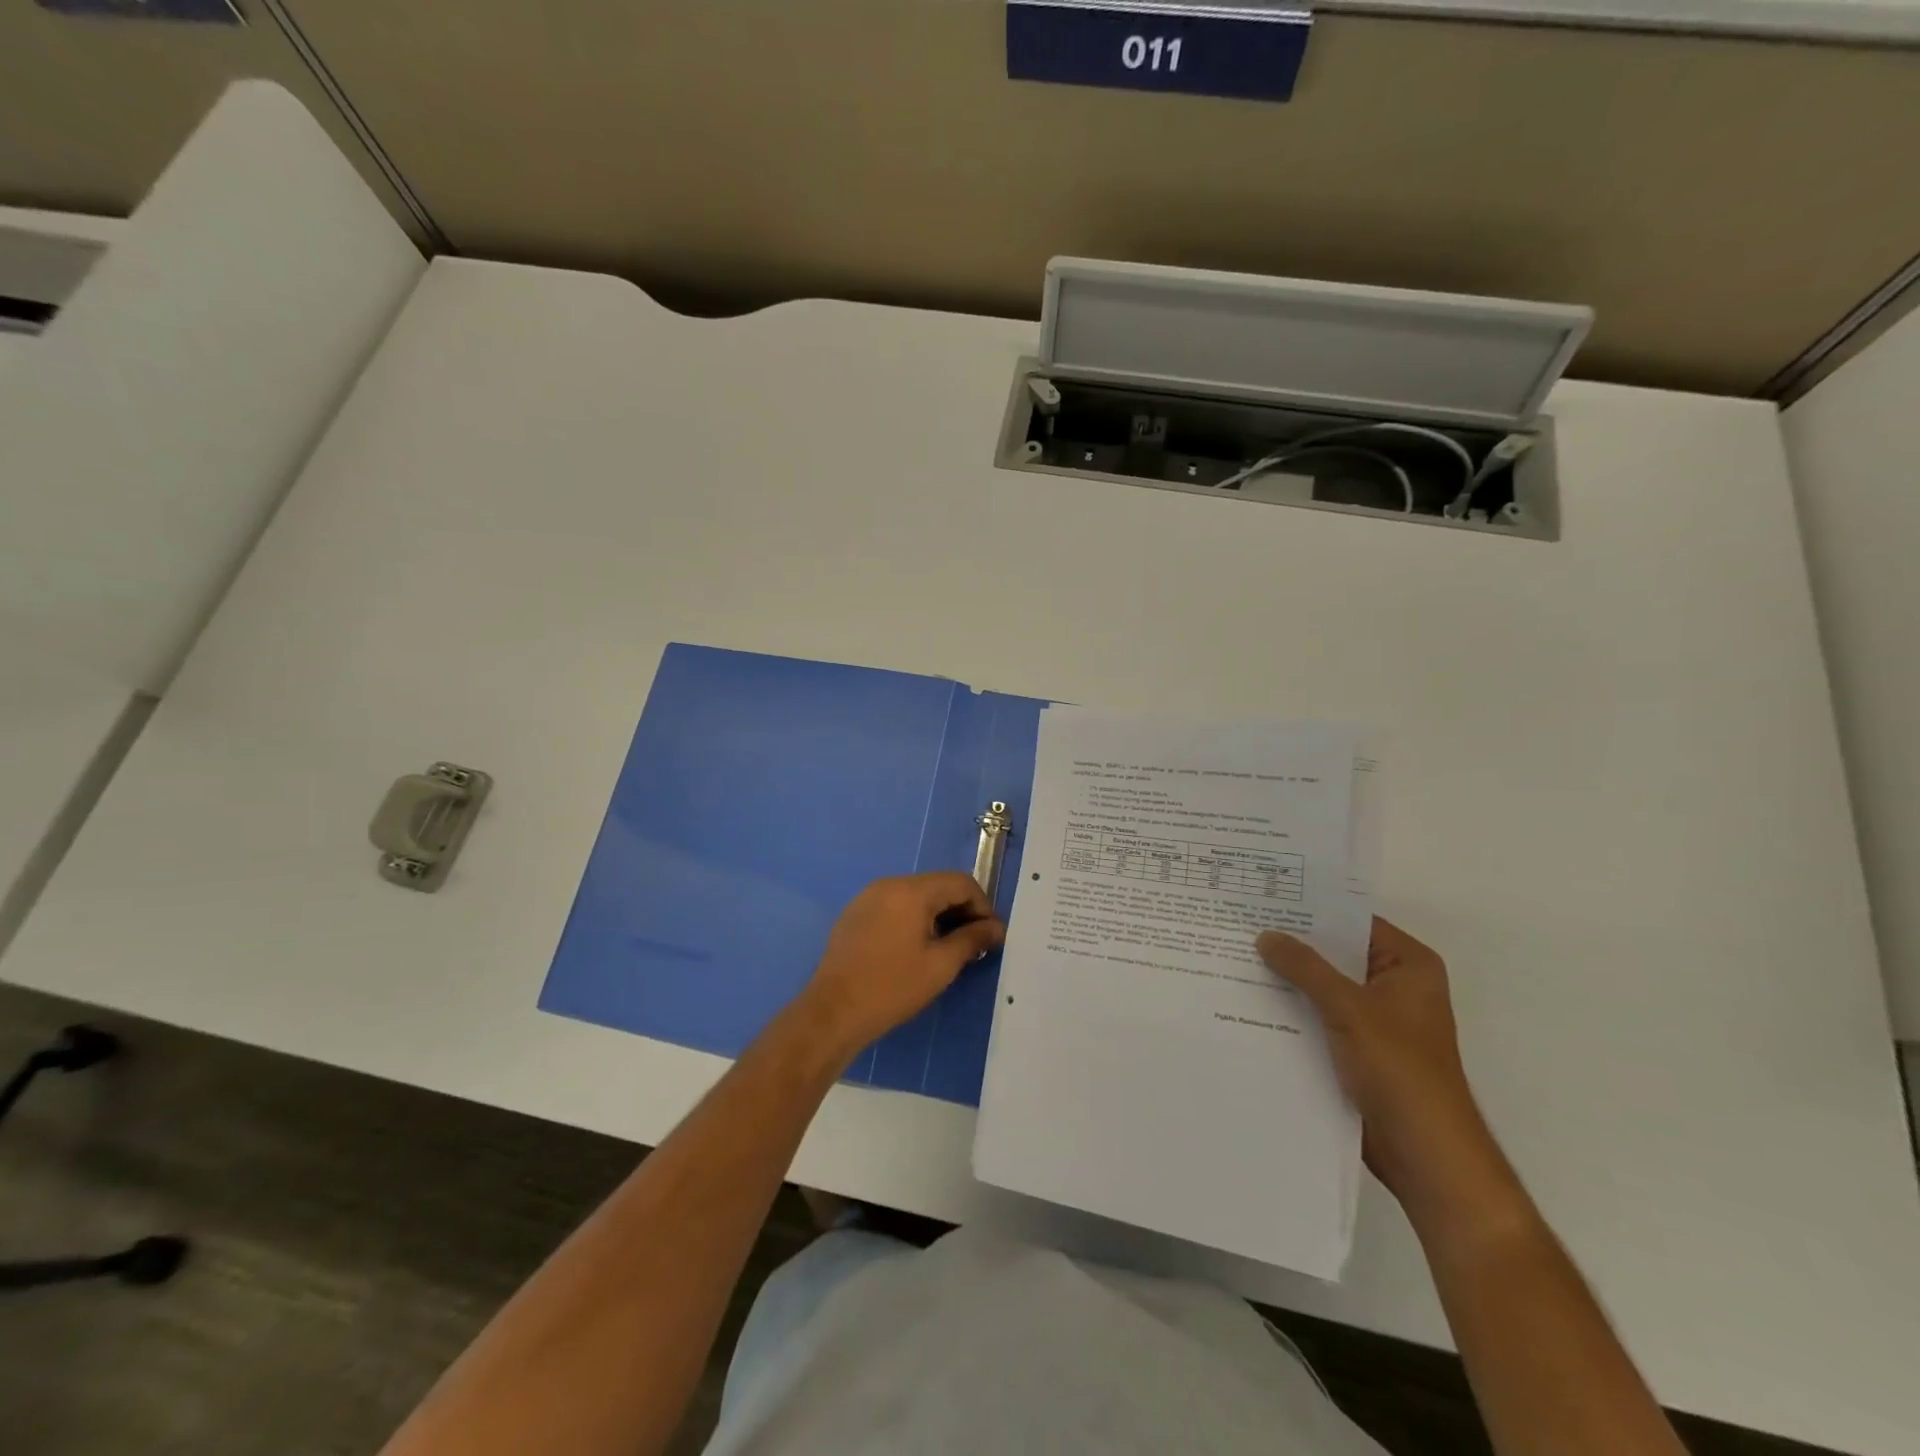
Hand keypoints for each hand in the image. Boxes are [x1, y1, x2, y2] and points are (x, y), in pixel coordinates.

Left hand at [802, 874, 1004, 1059]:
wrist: (832, 1012)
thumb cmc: (892, 987)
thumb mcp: (941, 966)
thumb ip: (972, 940)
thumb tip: (997, 928)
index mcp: (911, 891)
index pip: (961, 882)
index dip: (983, 906)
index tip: (991, 936)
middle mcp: (889, 884)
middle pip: (938, 886)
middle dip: (961, 910)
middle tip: (974, 945)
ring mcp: (868, 897)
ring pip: (916, 896)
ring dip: (938, 915)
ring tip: (948, 949)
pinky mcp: (855, 914)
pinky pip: (894, 906)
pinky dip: (914, 919)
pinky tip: (916, 949)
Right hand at [1257, 919, 1514, 1223]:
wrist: (1424, 1153)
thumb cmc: (1399, 1069)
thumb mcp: (1348, 1007)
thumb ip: (1305, 967)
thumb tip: (1265, 935)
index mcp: (1408, 965)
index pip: (1353, 921)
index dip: (1311, 909)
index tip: (1264, 898)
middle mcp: (1394, 985)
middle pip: (1335, 954)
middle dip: (1292, 944)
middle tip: (1239, 923)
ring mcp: (1376, 1019)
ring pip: (1323, 987)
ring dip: (1288, 978)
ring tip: (1234, 955)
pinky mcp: (1357, 1048)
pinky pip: (1319, 1016)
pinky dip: (1292, 1008)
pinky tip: (1250, 998)